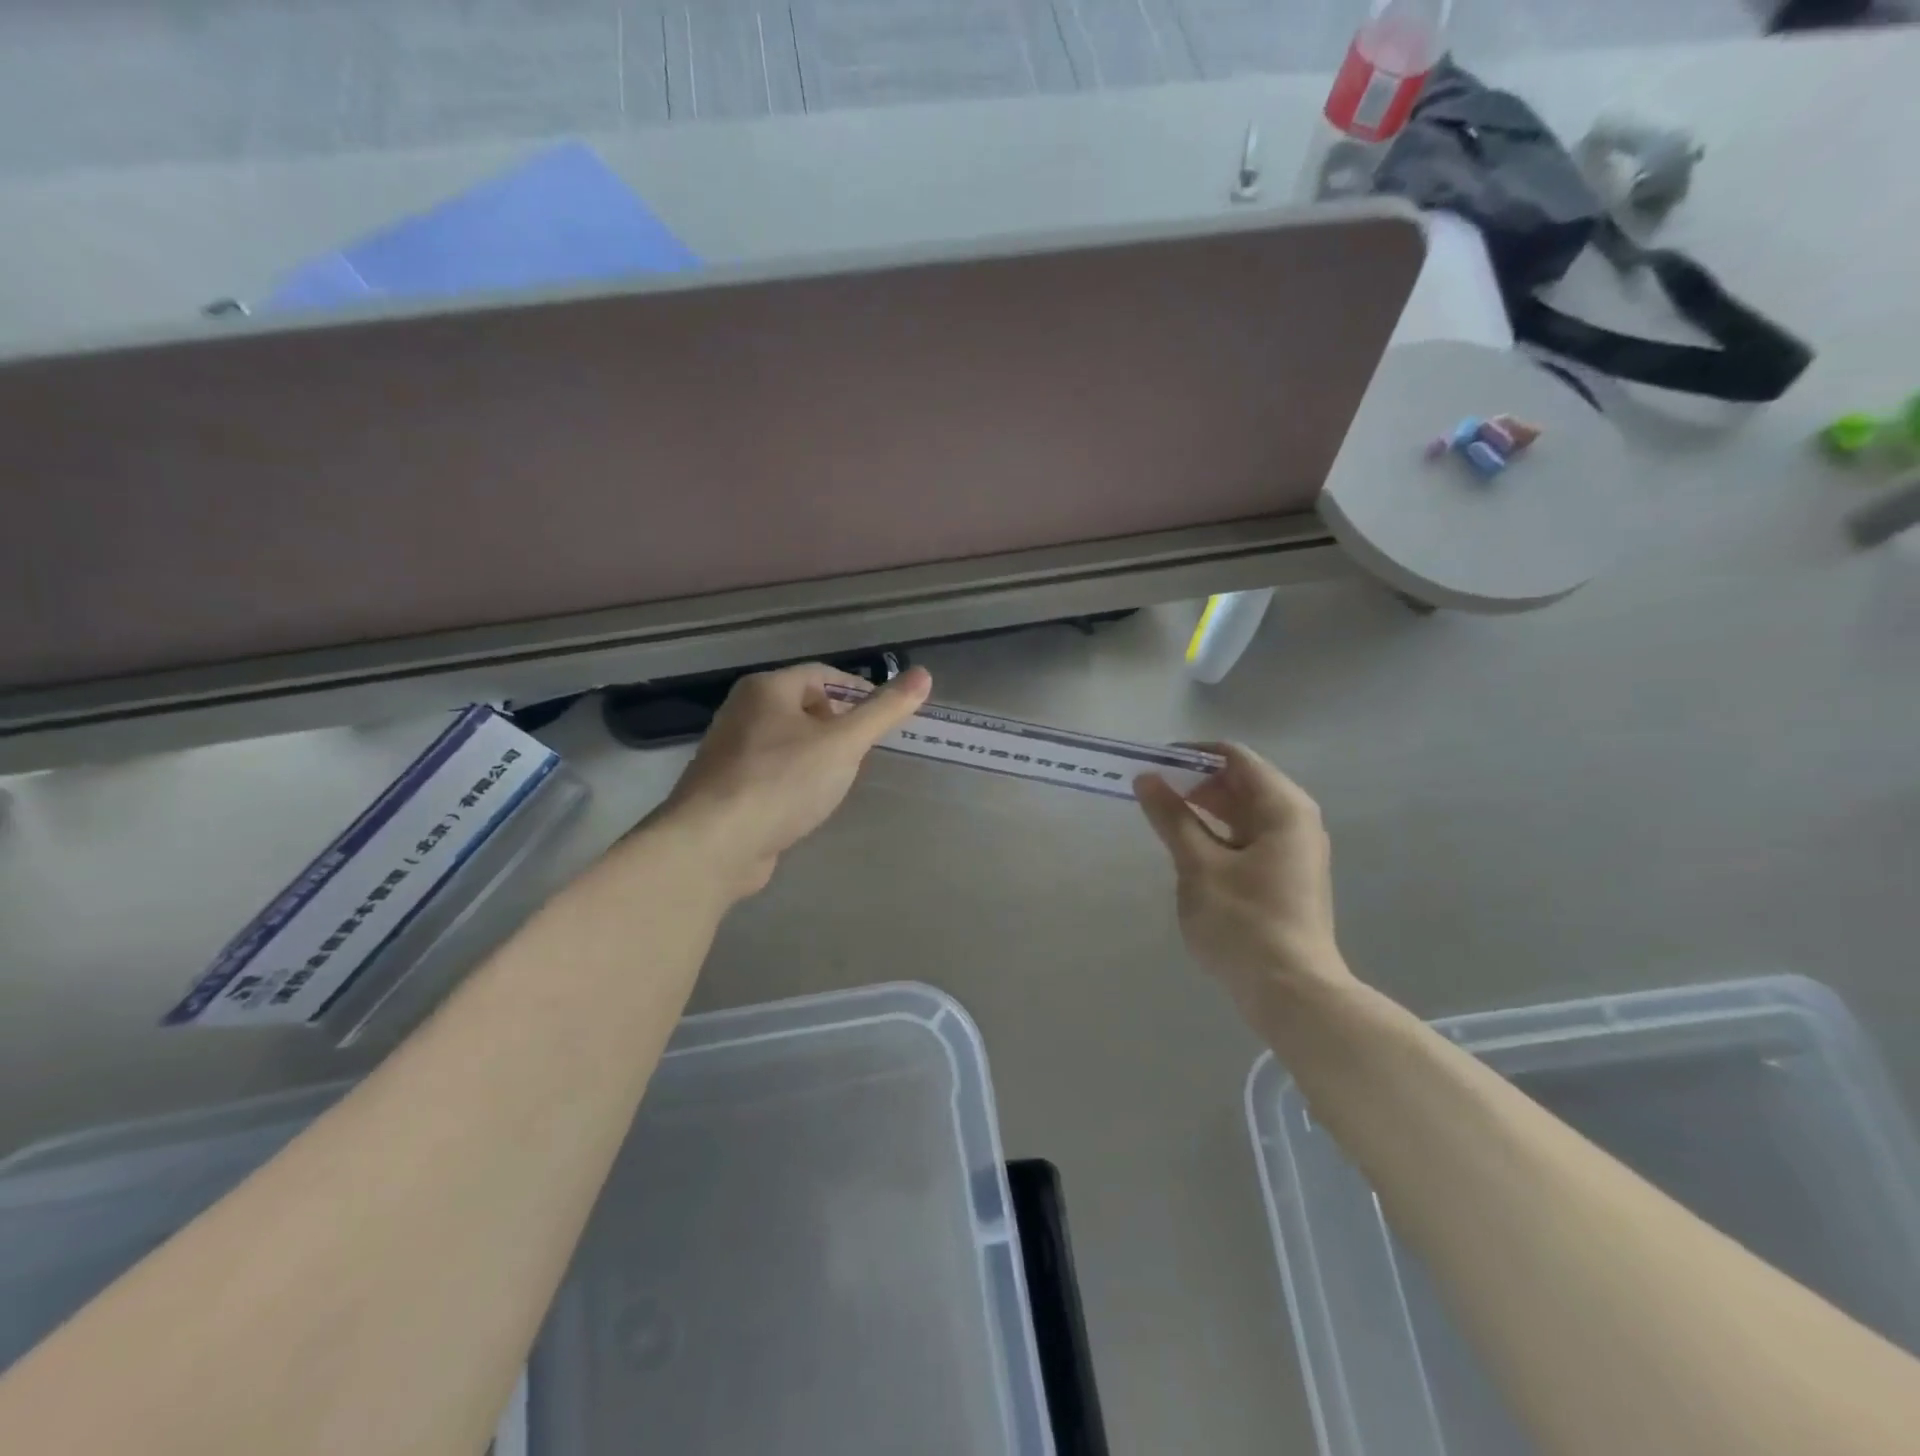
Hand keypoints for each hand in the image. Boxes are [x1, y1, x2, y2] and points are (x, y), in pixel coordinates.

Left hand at [662, 663, 930, 897]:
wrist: (715, 844)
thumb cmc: (782, 781)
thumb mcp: (843, 743)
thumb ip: (883, 711)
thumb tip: (924, 675)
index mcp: (766, 689)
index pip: (822, 675)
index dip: (859, 691)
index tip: (885, 716)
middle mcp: (743, 712)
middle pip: (803, 706)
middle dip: (838, 725)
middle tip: (866, 749)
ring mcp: (731, 752)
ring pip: (787, 742)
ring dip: (818, 754)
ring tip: (844, 776)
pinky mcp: (728, 789)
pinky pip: (772, 772)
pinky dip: (797, 780)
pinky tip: (810, 803)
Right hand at [1134, 744, 1354, 1021]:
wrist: (1292, 994)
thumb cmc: (1243, 922)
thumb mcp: (1198, 865)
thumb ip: (1171, 818)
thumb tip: (1147, 778)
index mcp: (1283, 807)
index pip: (1234, 757)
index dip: (1191, 755)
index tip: (1152, 764)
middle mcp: (1295, 821)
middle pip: (1240, 782)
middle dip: (1194, 783)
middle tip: (1150, 794)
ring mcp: (1293, 850)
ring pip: (1242, 813)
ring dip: (1202, 811)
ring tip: (1161, 820)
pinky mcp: (1285, 877)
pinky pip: (1247, 839)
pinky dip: (1216, 835)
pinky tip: (1187, 850)